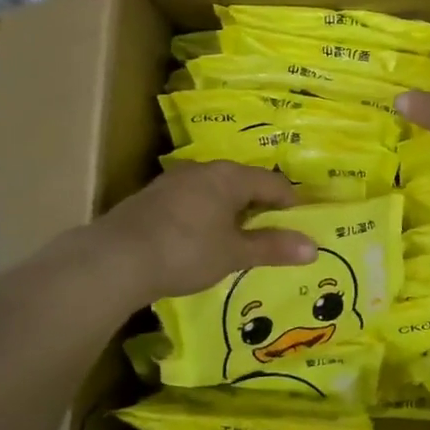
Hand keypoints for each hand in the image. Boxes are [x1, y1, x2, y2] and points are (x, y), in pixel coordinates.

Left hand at [90, 160, 317, 302]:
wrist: (115, 259)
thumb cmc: (186, 251)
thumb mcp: (234, 254)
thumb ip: (273, 248)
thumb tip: (313, 247)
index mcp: (228, 176)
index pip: (272, 182)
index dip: (290, 203)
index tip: (300, 225)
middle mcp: (202, 170)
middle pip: (242, 183)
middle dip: (259, 206)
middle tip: (271, 234)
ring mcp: (173, 182)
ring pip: (214, 191)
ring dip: (230, 211)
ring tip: (238, 239)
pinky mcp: (151, 199)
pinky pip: (191, 202)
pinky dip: (205, 217)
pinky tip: (200, 240)